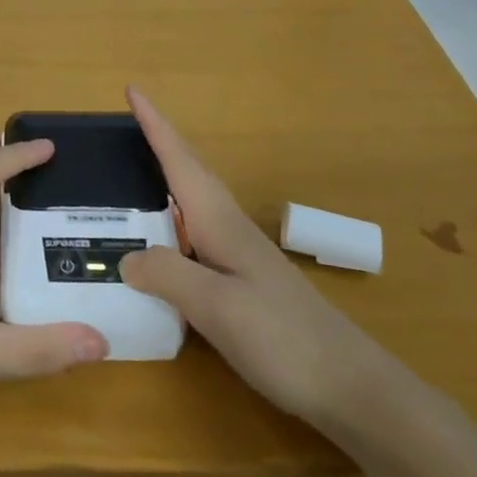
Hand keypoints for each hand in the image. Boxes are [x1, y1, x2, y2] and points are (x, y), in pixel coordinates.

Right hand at [118, 87, 393, 427]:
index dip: (155, 125)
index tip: (133, 90)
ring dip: (167, 176)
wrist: (351, 387)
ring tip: (133, 171)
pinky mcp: (244, 281)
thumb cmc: (283, 340)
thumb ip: (169, 275)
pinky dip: (173, 219)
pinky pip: (196, 233)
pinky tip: (163, 240)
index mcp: (220, 223)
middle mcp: (229, 228)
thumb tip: (126, 257)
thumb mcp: (217, 308)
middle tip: (128, 122)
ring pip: (194, 201)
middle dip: (160, 141)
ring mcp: (240, 254)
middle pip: (189, 172)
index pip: (180, 162)